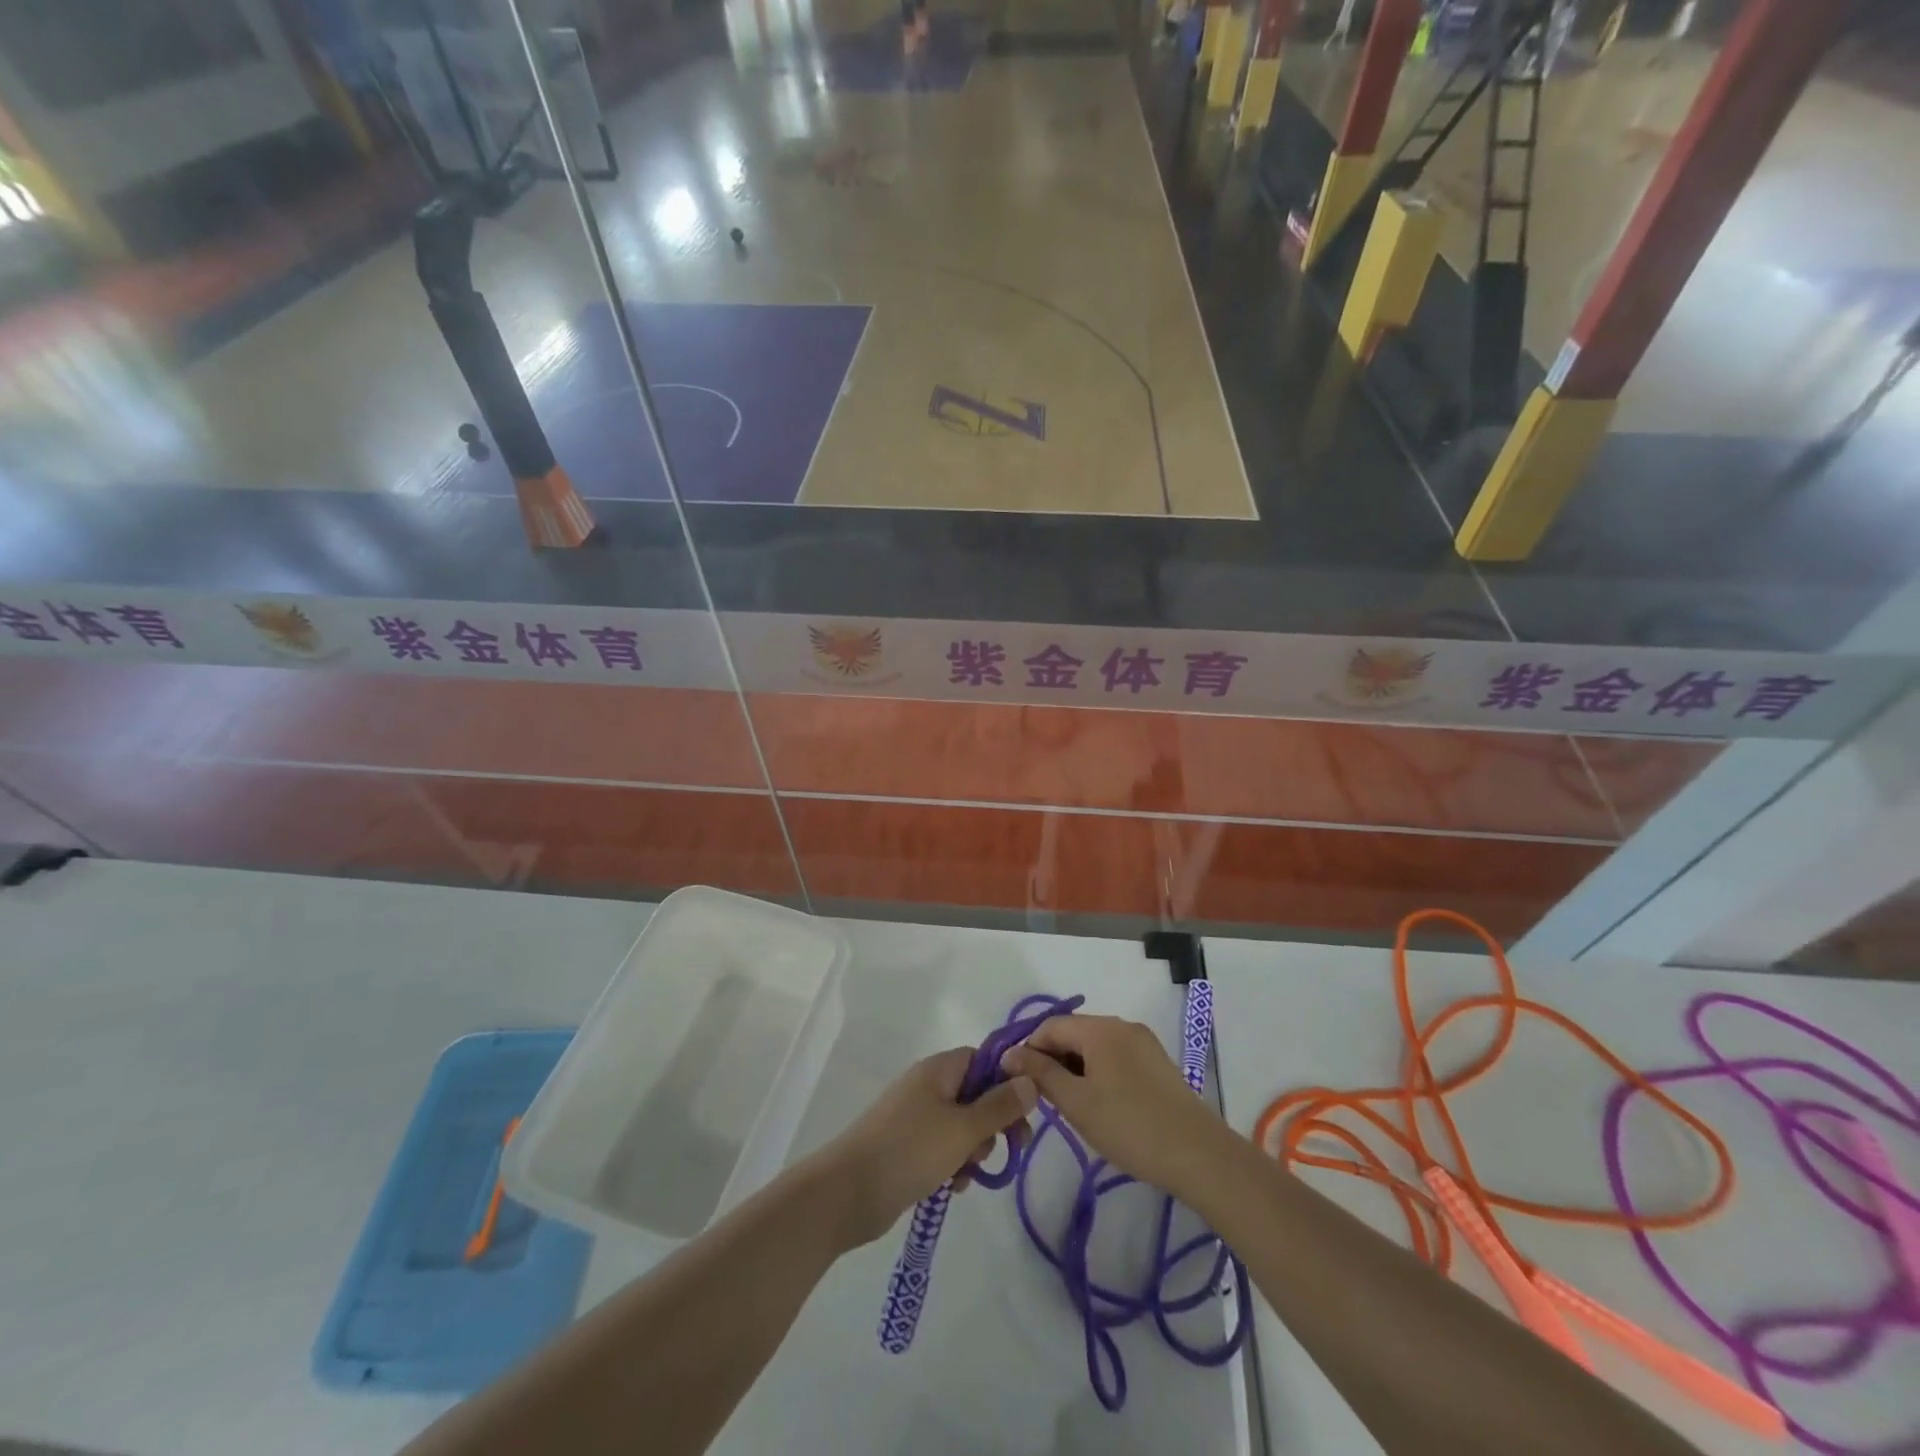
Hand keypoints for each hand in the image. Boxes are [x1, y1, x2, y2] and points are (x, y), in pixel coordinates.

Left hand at [813, 1049, 1037, 1248]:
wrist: (847, 1192)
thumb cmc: (910, 1150)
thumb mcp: (963, 1129)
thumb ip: (1000, 1106)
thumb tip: (1030, 1080)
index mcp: (939, 1070)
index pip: (984, 1060)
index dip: (1006, 1082)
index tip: (1022, 1113)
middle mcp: (927, 1086)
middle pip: (976, 1094)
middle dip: (992, 1124)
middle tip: (1004, 1149)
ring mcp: (914, 1117)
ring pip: (961, 1126)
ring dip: (973, 1149)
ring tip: (967, 1173)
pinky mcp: (906, 1147)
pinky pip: (942, 1148)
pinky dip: (952, 1164)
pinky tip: (952, 1187)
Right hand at [1000, 1015, 1227, 1197]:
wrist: (1199, 1155)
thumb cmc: (1130, 1126)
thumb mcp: (1076, 1102)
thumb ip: (1040, 1074)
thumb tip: (1009, 1055)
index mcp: (1101, 1028)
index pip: (1050, 1026)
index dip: (1029, 1051)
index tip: (1018, 1084)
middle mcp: (1123, 1026)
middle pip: (1073, 1033)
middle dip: (1053, 1061)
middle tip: (1044, 1101)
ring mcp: (1144, 1044)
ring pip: (1095, 1048)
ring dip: (1075, 1070)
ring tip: (1070, 1107)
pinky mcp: (1157, 1064)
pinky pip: (1116, 1058)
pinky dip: (1098, 1074)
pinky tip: (1100, 1106)